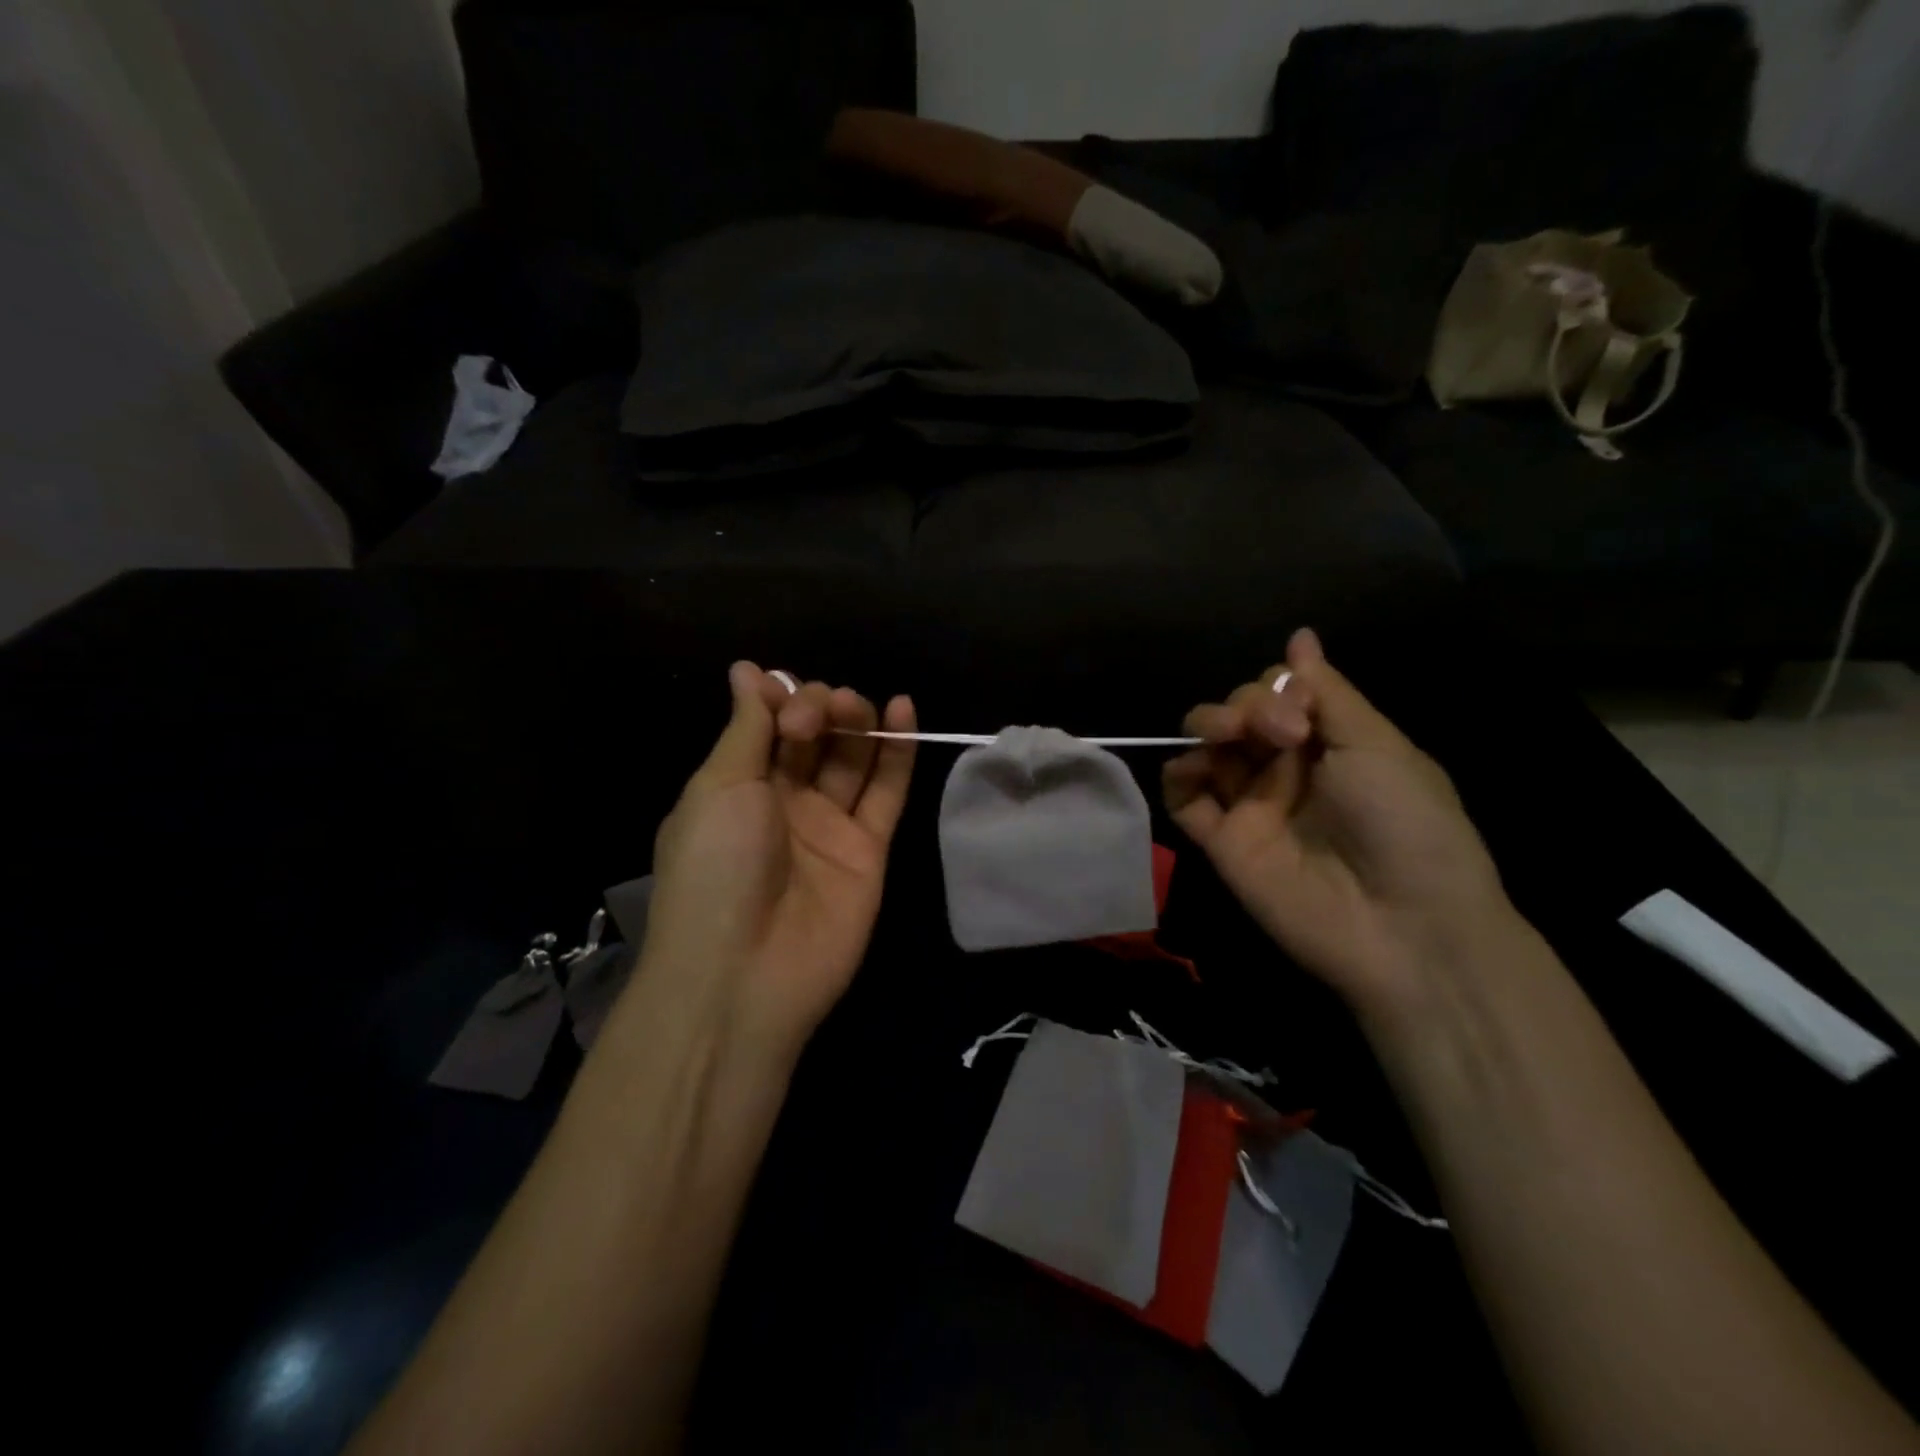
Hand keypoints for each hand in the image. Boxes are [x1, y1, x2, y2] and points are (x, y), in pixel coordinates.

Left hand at [639, 663, 915, 1063]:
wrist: (745, 972)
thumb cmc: (715, 867)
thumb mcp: (719, 786)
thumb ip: (747, 727)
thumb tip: (746, 670)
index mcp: (737, 786)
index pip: (768, 724)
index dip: (780, 701)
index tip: (781, 698)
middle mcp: (784, 802)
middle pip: (813, 736)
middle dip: (817, 709)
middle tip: (813, 720)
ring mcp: (829, 826)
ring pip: (852, 758)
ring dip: (857, 720)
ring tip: (857, 706)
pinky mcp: (869, 850)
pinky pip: (887, 792)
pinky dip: (898, 750)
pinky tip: (904, 708)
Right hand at [1164, 629, 1518, 1018]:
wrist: (1403, 925)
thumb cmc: (1406, 823)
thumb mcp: (1376, 744)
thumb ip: (1327, 691)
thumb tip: (1299, 636)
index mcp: (1328, 742)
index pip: (1278, 693)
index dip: (1276, 689)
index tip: (1299, 714)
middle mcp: (1285, 768)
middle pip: (1238, 712)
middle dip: (1244, 705)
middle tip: (1275, 732)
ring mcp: (1249, 804)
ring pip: (1206, 746)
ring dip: (1207, 726)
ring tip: (1224, 739)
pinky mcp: (1220, 840)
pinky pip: (1182, 796)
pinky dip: (1177, 775)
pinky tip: (1192, 768)